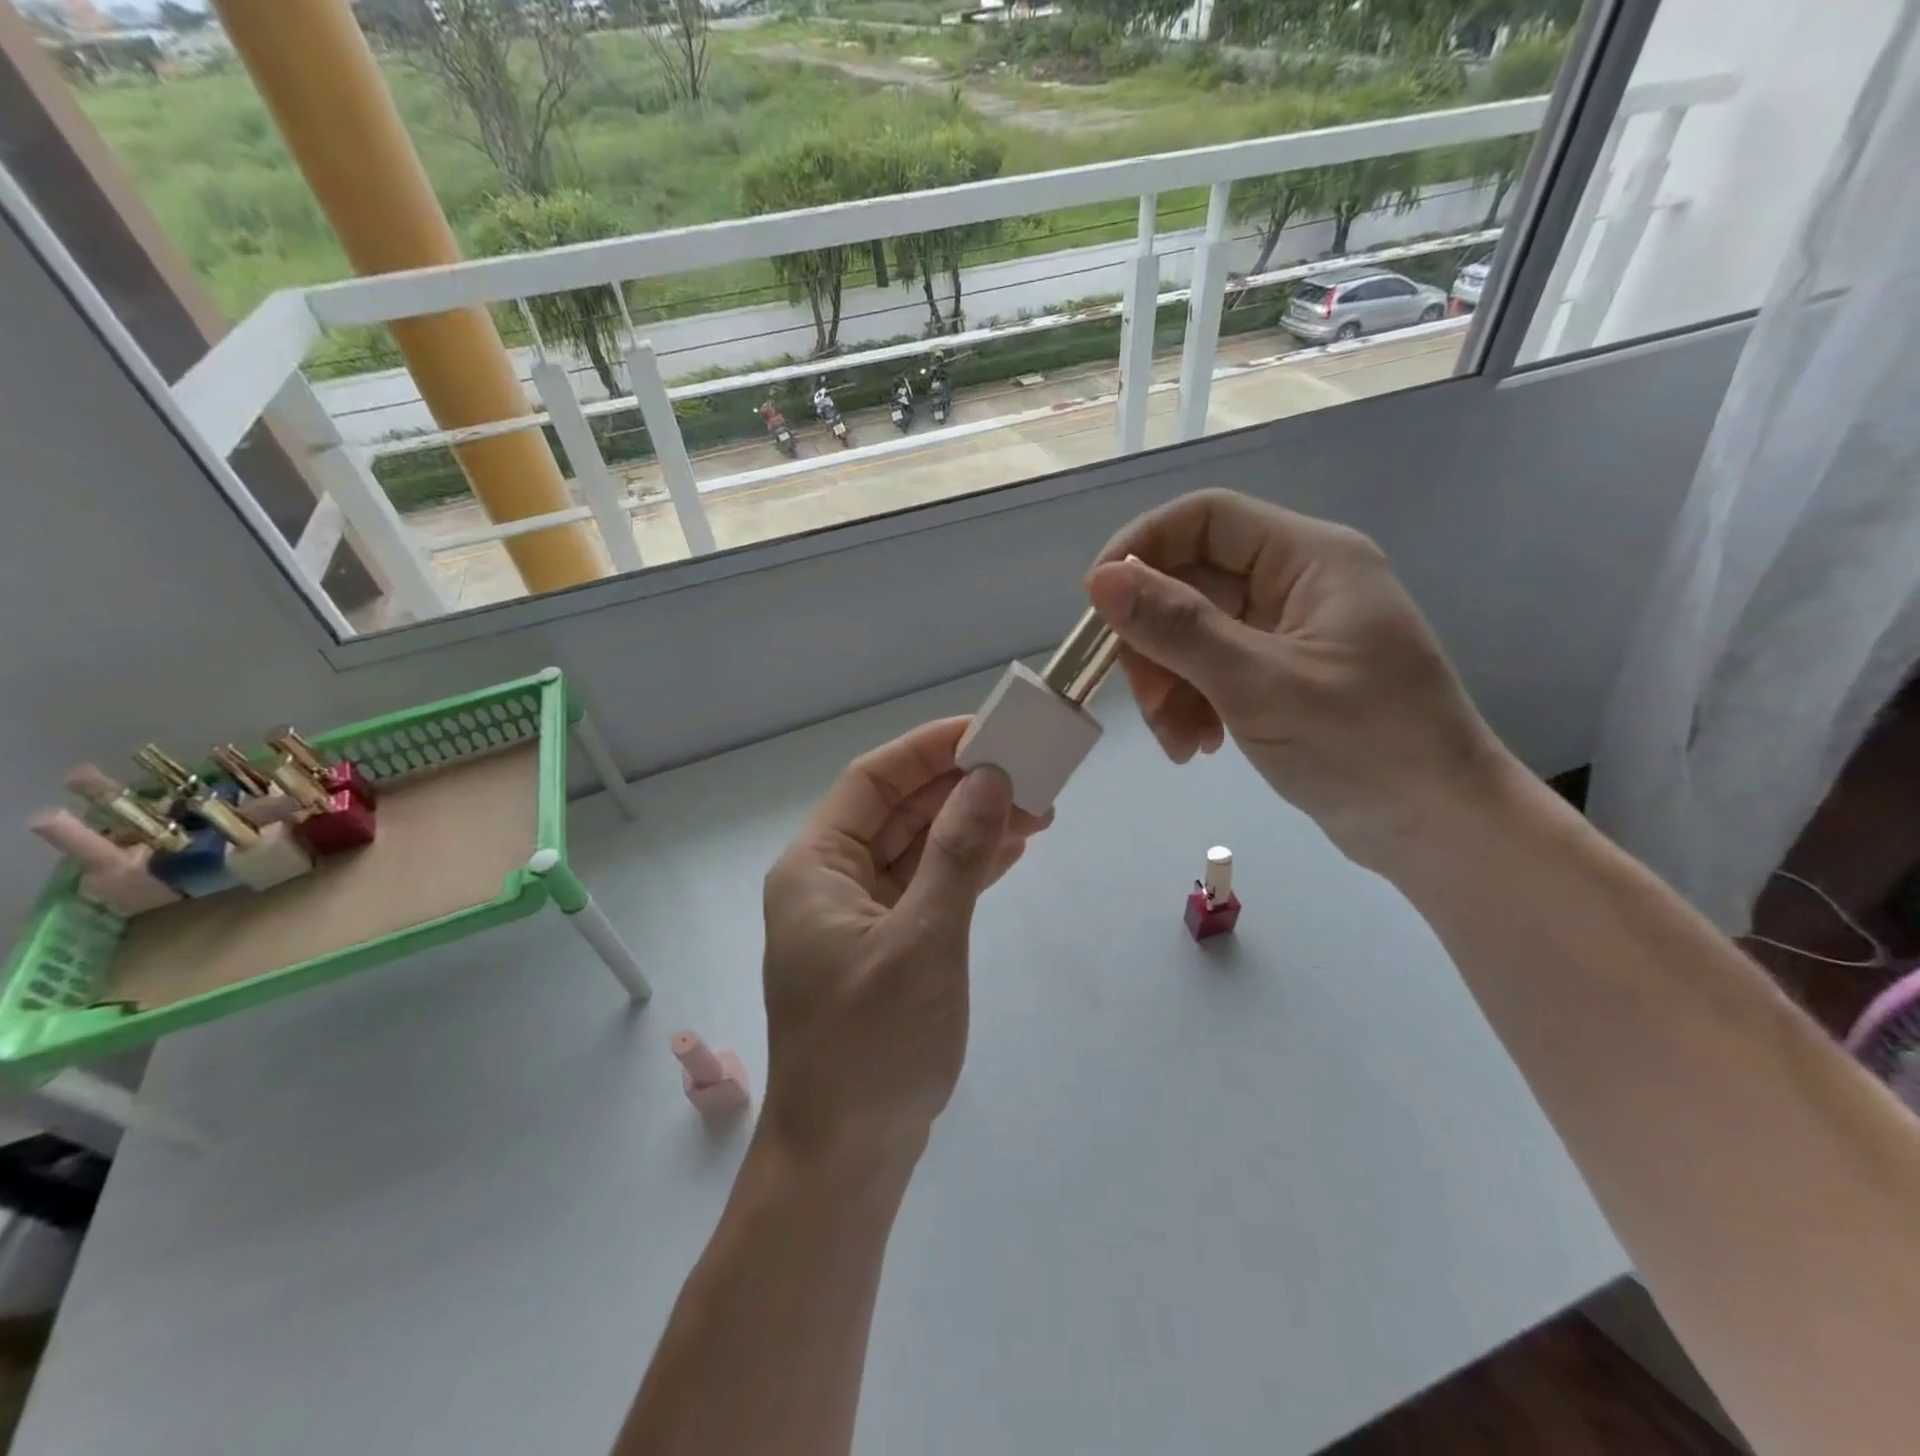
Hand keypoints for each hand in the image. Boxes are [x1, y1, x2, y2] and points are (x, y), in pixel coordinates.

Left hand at [759, 718, 1050, 1170]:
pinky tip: (1012, 851)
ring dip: (972, 826)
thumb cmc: (873, 1046)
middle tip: (1029, 771)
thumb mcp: (923, 940)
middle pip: (899, 811)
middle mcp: (832, 882)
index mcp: (816, 867)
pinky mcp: (888, 947)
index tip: (988, 732)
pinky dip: (967, 867)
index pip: (873, 781)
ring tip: (1037, 809)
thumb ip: (958, 854)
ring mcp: (860, 917)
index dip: (929, 750)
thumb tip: (991, 778)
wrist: (847, 1160)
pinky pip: (928, 888)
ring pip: (919, 849)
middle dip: (961, 788)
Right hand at [1085, 490, 1513, 869]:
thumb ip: (1177, 628)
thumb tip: (1100, 580)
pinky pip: (1214, 670)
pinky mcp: (1283, 676)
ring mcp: (1289, 632)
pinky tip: (1196, 747)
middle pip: (1191, 583)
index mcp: (1309, 558)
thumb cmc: (1363, 746)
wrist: (1438, 829)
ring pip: (1195, 633)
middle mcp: (1297, 583)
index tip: (1096, 603)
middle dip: (1154, 642)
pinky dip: (1193, 704)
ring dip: (1169, 684)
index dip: (1142, 548)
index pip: (1205, 518)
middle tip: (1144, 700)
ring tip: (1175, 742)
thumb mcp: (1258, 684)